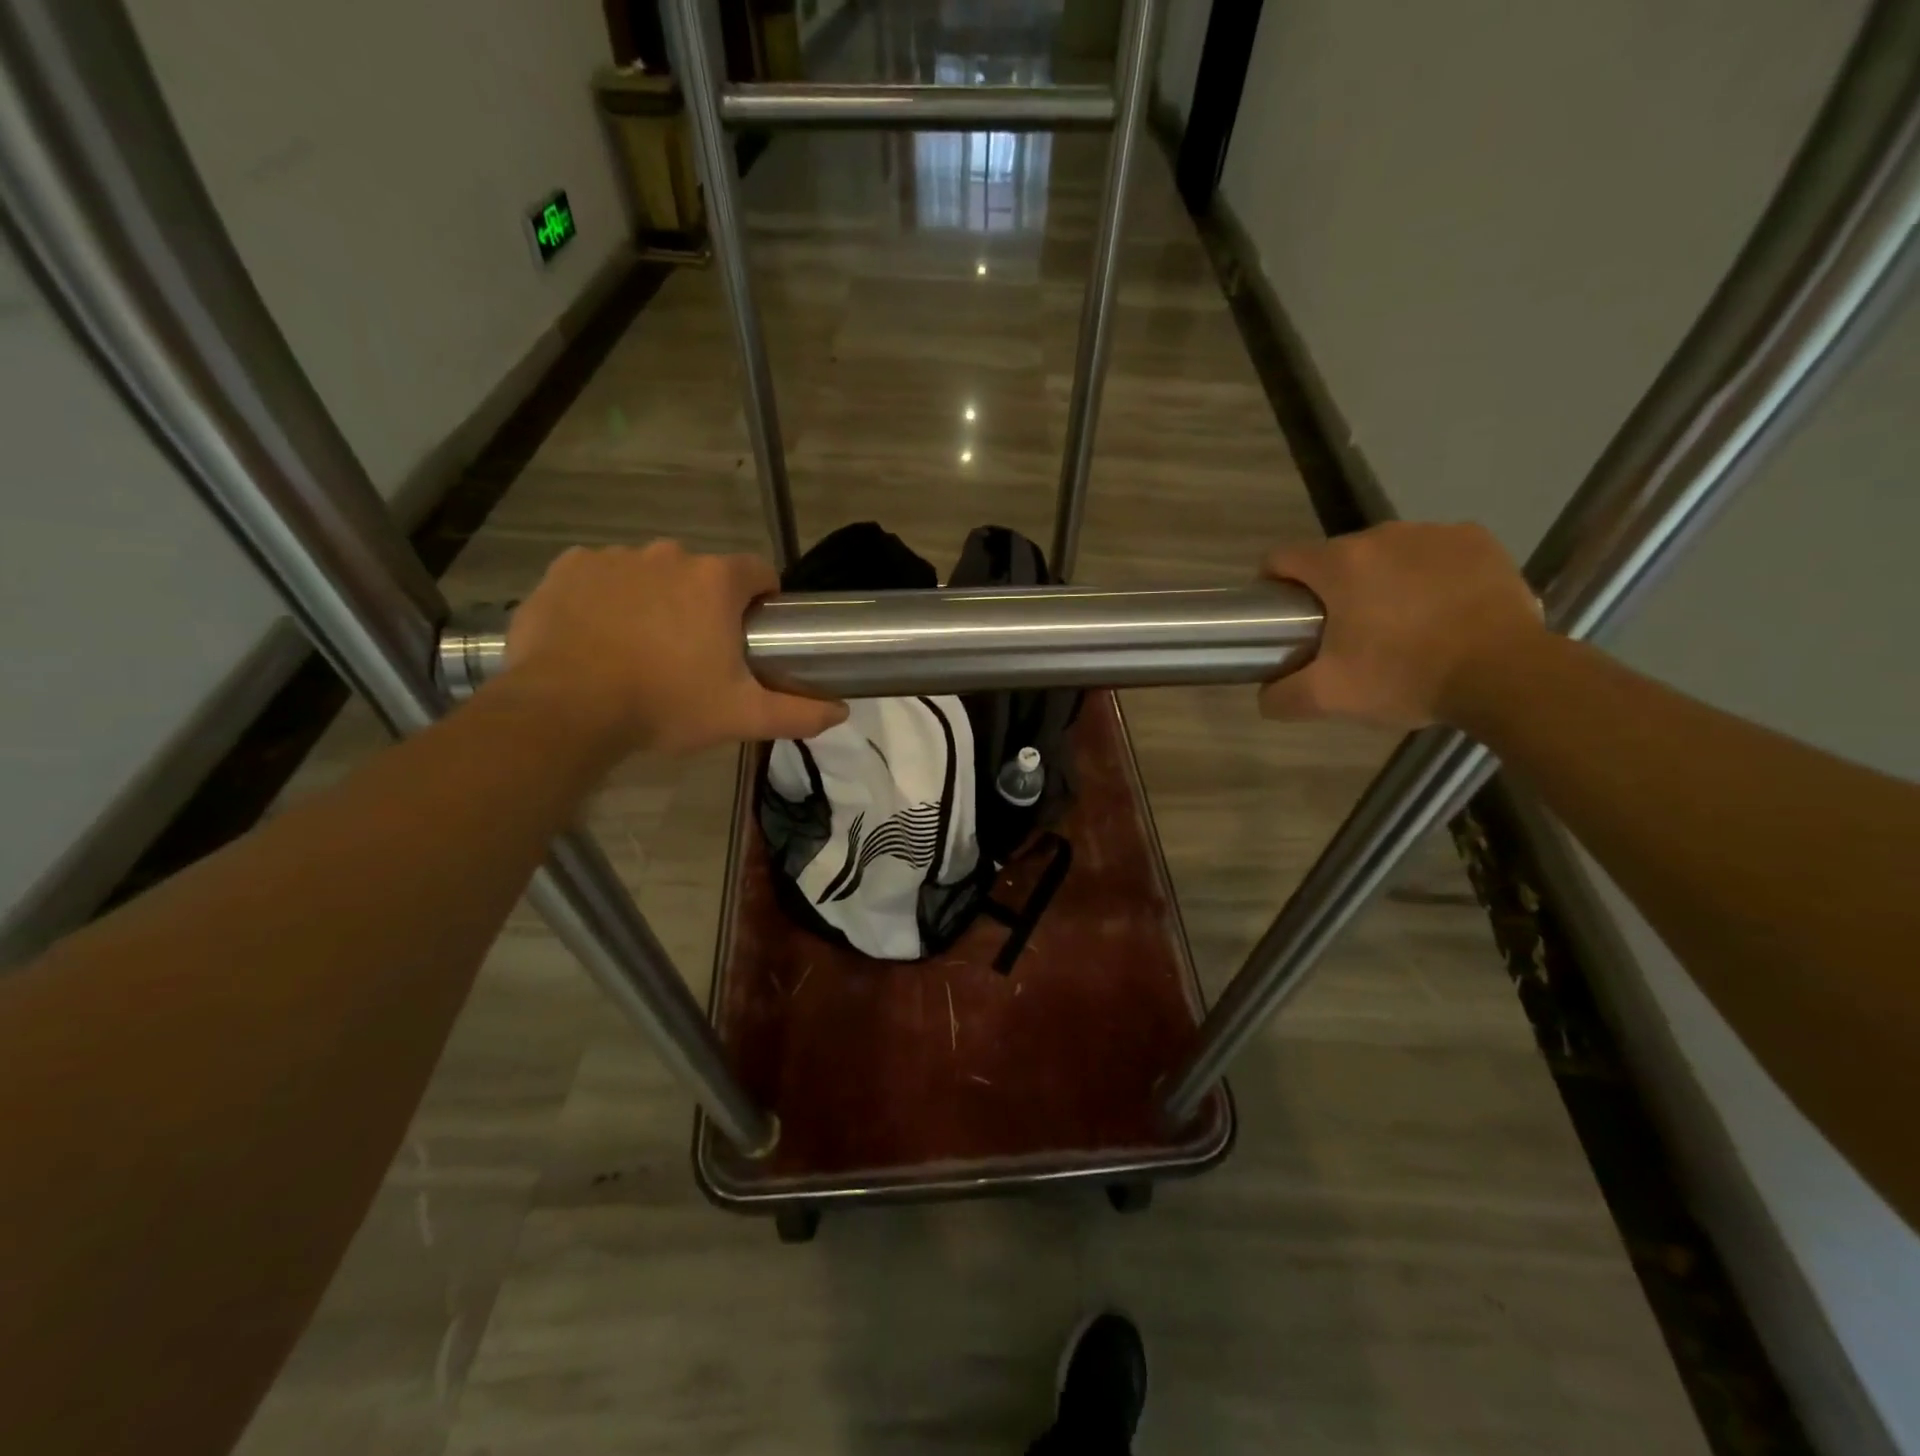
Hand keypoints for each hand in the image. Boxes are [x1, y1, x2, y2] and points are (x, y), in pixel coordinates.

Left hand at [505, 541, 846, 757]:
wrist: (566, 709)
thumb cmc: (665, 705)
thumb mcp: (741, 716)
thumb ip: (798, 713)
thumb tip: (841, 711)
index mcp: (715, 581)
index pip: (758, 572)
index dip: (762, 601)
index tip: (752, 634)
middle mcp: (668, 555)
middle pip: (702, 574)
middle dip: (705, 605)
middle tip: (695, 654)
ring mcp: (613, 557)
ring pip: (651, 574)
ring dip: (656, 600)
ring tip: (643, 649)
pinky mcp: (568, 569)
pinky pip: (601, 576)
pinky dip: (607, 598)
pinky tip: (600, 636)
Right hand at [1258, 522, 1546, 730]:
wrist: (1506, 674)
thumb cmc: (1406, 677)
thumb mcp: (1331, 697)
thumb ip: (1282, 697)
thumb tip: (1265, 696)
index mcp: (1340, 564)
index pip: (1282, 558)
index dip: (1273, 585)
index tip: (1284, 617)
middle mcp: (1383, 534)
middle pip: (1336, 557)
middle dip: (1332, 589)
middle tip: (1345, 634)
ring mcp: (1434, 533)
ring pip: (1386, 553)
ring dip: (1380, 580)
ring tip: (1398, 623)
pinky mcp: (1478, 540)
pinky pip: (1434, 552)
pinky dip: (1428, 574)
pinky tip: (1439, 608)